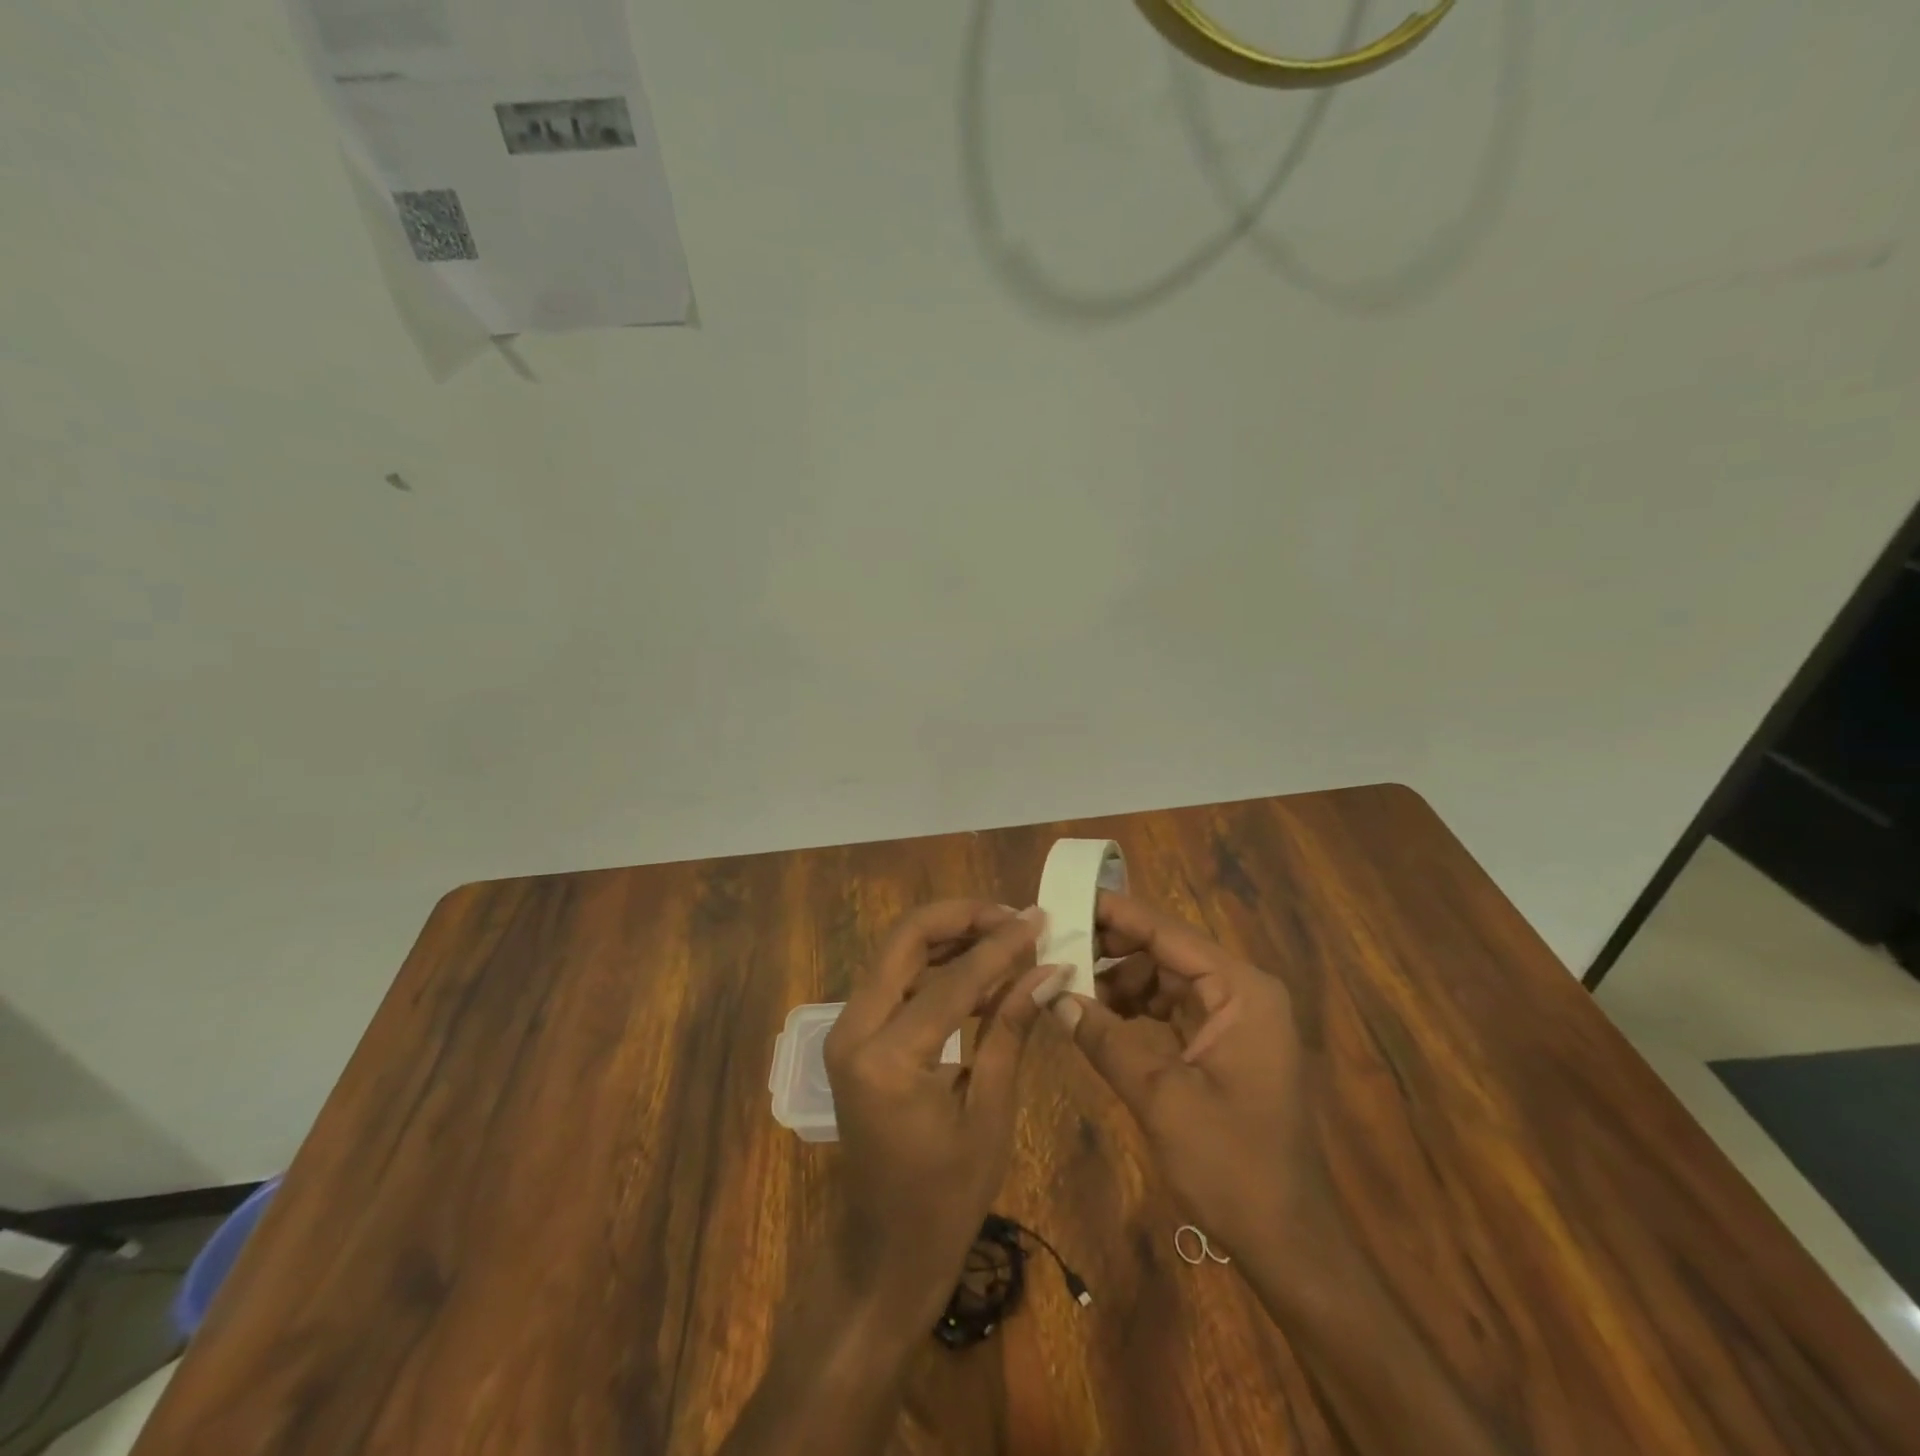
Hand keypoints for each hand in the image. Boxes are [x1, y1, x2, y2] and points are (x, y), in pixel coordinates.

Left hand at [823, 900, 1057, 1333]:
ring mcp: (847, 1030)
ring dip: (949, 935)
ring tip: (1004, 934)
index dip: (1001, 945)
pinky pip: (895, 979)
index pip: (952, 979)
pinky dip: (935, 964)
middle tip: (1014, 916)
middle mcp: (853, 1030)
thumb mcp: (989, 1113)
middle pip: (905, 940)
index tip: (1040, 918)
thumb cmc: (945, 1198)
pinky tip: (977, 966)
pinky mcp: (854, 1036)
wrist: (885, 1251)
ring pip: (897, 952)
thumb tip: (1048, 968)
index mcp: (886, 1059)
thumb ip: (1010, 1029)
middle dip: (961, 917)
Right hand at [1057, 890, 1323, 1257]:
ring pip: (1166, 978)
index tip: (1067, 898)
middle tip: (1057, 946)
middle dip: (1112, 948)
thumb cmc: (1233, 1165)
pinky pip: (1173, 1008)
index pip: (1168, 932)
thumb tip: (1053, 995)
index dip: (1116, 913)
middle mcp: (1242, 992)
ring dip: (1120, 981)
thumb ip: (1105, 1039)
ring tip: (1070, 986)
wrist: (1288, 1242)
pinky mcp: (1225, 1045)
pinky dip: (1136, 1009)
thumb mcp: (1161, 1098)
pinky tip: (1099, 1016)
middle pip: (1166, 951)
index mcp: (1241, 991)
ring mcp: (1236, 1019)